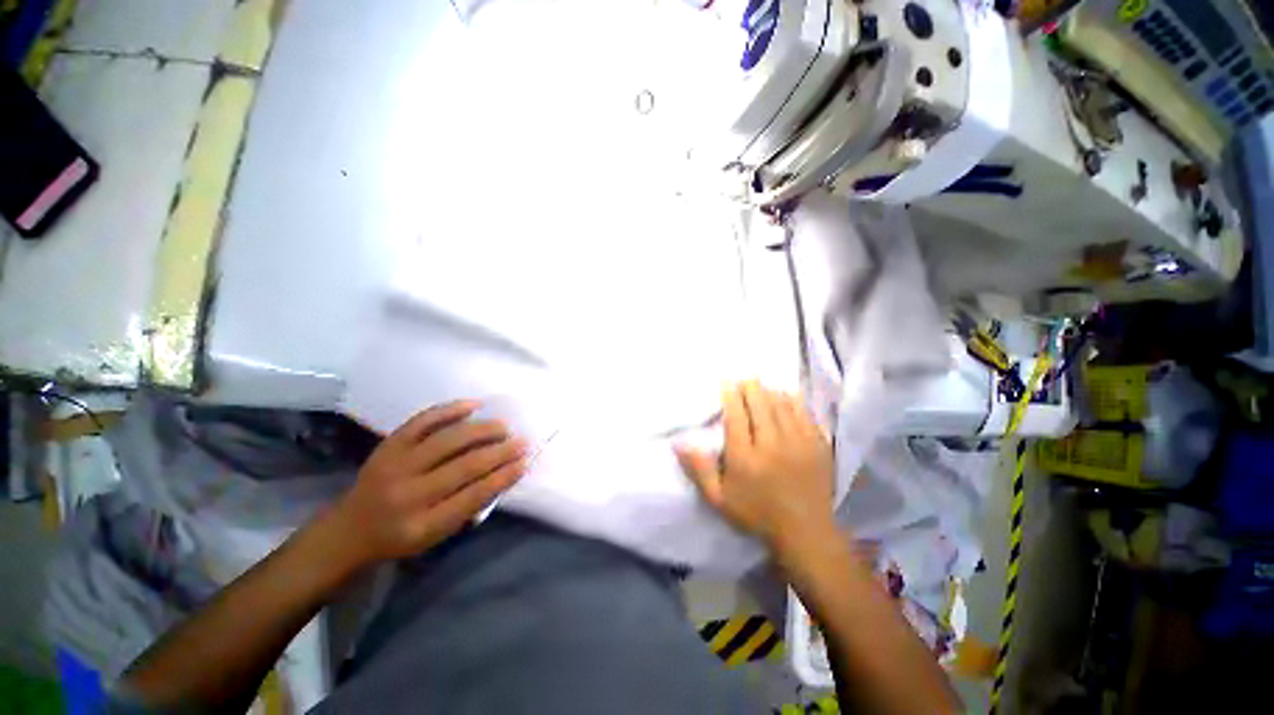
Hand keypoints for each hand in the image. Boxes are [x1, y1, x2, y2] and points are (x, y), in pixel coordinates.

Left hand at [331, 400, 527, 565]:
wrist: (350, 528)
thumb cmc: (401, 536)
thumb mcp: (436, 536)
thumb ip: (467, 506)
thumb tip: (504, 472)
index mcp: (421, 526)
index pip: (472, 497)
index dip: (503, 476)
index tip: (525, 462)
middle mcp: (407, 495)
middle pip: (464, 466)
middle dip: (499, 452)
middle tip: (521, 442)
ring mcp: (395, 466)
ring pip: (447, 441)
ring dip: (482, 430)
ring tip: (503, 427)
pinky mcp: (388, 445)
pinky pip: (423, 421)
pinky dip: (450, 410)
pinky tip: (474, 405)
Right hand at [676, 382, 835, 550]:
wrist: (806, 532)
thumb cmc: (757, 514)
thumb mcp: (719, 498)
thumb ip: (698, 469)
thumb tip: (678, 443)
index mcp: (745, 457)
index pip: (736, 416)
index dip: (730, 395)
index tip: (727, 383)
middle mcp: (771, 444)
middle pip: (760, 404)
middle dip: (750, 387)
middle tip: (745, 379)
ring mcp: (798, 443)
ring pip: (782, 405)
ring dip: (770, 391)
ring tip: (762, 384)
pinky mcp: (818, 445)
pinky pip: (804, 413)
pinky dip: (793, 400)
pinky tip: (787, 394)